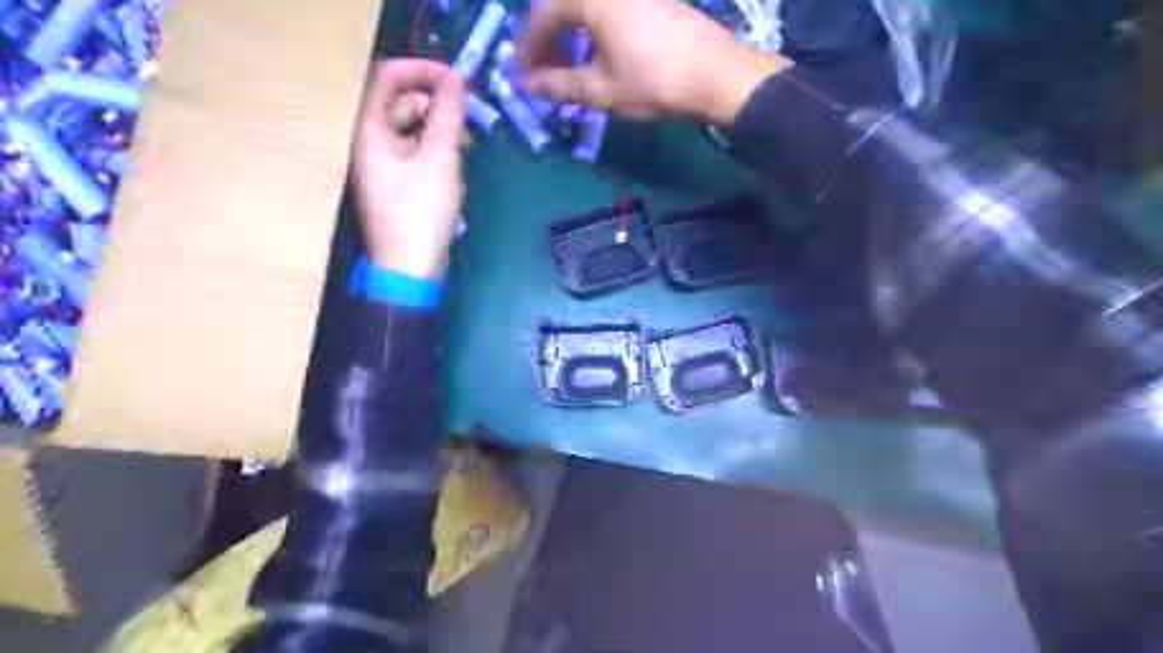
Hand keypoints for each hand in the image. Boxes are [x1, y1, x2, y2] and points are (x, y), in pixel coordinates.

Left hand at [352, 55, 466, 278]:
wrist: (411, 268)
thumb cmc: (421, 212)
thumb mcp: (439, 159)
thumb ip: (449, 116)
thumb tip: (457, 79)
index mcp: (372, 130)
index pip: (389, 77)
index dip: (423, 70)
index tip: (459, 80)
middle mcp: (373, 143)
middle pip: (404, 104)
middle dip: (438, 108)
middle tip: (469, 126)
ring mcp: (386, 166)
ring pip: (415, 132)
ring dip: (442, 135)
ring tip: (464, 155)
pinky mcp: (400, 185)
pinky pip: (419, 156)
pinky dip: (438, 157)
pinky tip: (455, 176)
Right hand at [521, 1, 786, 124]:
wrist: (716, 75)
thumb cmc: (653, 82)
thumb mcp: (600, 90)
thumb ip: (557, 85)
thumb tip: (526, 86)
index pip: (542, 17)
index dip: (527, 50)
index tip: (519, 79)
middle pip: (563, 8)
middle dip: (547, 44)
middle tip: (541, 77)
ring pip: (586, 9)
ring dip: (569, 39)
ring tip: (566, 71)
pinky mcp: (651, 0)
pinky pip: (607, 11)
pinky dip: (592, 33)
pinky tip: (595, 58)